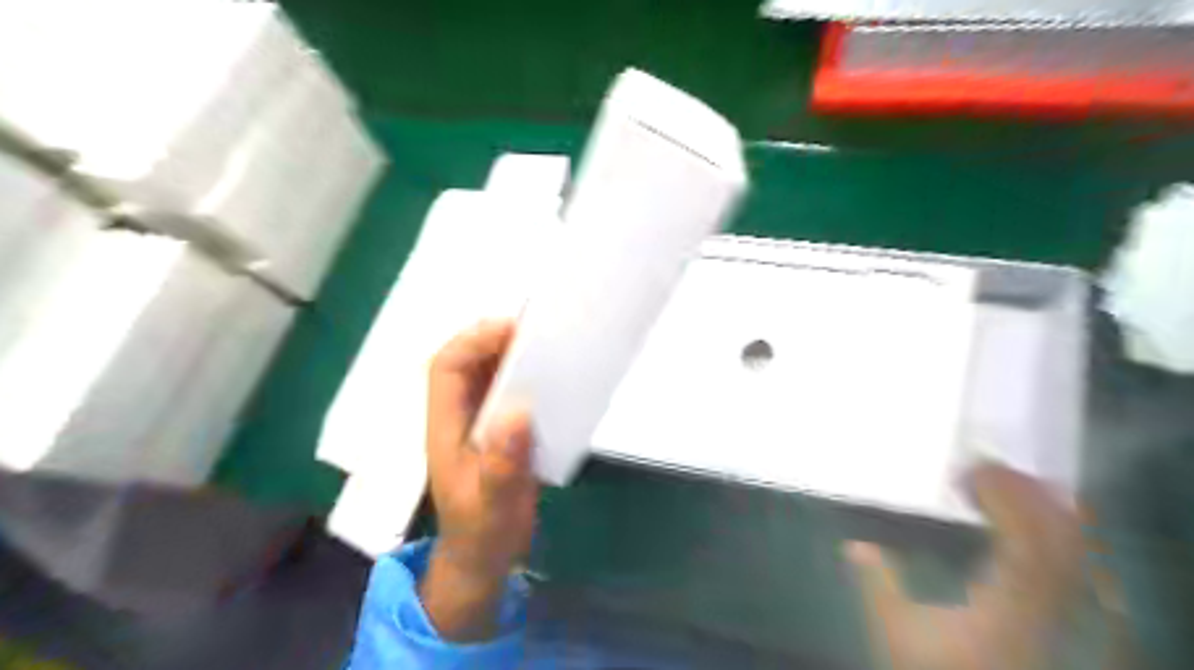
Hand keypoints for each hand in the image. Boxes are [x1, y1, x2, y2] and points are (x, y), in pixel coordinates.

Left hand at [416, 321, 535, 641]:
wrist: (482, 558)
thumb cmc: (482, 532)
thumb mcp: (493, 505)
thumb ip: (502, 465)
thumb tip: (518, 413)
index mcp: (446, 426)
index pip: (446, 368)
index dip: (474, 342)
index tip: (514, 332)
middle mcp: (458, 415)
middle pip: (467, 361)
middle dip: (497, 339)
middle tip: (540, 331)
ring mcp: (478, 420)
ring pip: (487, 372)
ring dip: (513, 354)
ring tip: (551, 345)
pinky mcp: (498, 428)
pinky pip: (507, 389)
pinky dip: (526, 376)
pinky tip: (554, 377)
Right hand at [843, 465, 1089, 669]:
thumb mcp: (898, 632)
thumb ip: (877, 584)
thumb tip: (853, 544)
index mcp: (1008, 609)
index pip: (1025, 543)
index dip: (1005, 499)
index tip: (973, 472)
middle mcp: (1051, 611)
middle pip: (1062, 541)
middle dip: (1030, 495)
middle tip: (990, 470)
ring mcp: (1070, 618)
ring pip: (1079, 553)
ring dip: (1048, 511)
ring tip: (1012, 487)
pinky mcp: (1074, 623)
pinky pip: (1083, 569)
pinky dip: (1063, 537)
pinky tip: (1036, 527)